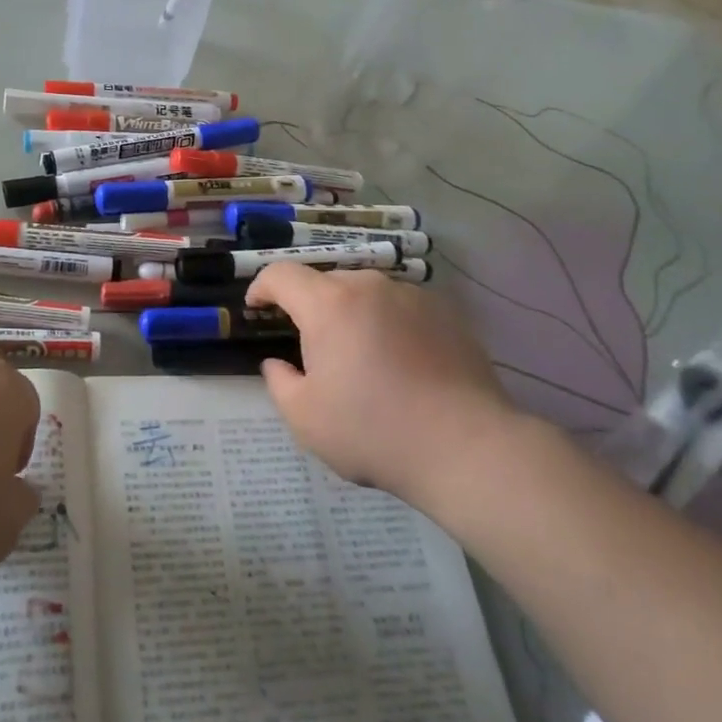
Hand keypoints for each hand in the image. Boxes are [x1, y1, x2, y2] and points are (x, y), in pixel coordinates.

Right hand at [246, 265, 518, 506]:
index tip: (256, 308)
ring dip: (351, 315)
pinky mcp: (447, 313)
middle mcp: (370, 287)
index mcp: (329, 304)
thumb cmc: (373, 431)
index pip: (281, 274)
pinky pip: (401, 308)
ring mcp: (413, 296)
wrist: (466, 447)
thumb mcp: (304, 418)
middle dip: (309, 307)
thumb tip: (277, 363)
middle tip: (311, 349)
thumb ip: (279, 382)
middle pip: (325, 283)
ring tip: (359, 357)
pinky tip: (399, 362)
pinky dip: (388, 324)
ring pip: (366, 294)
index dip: (262, 287)